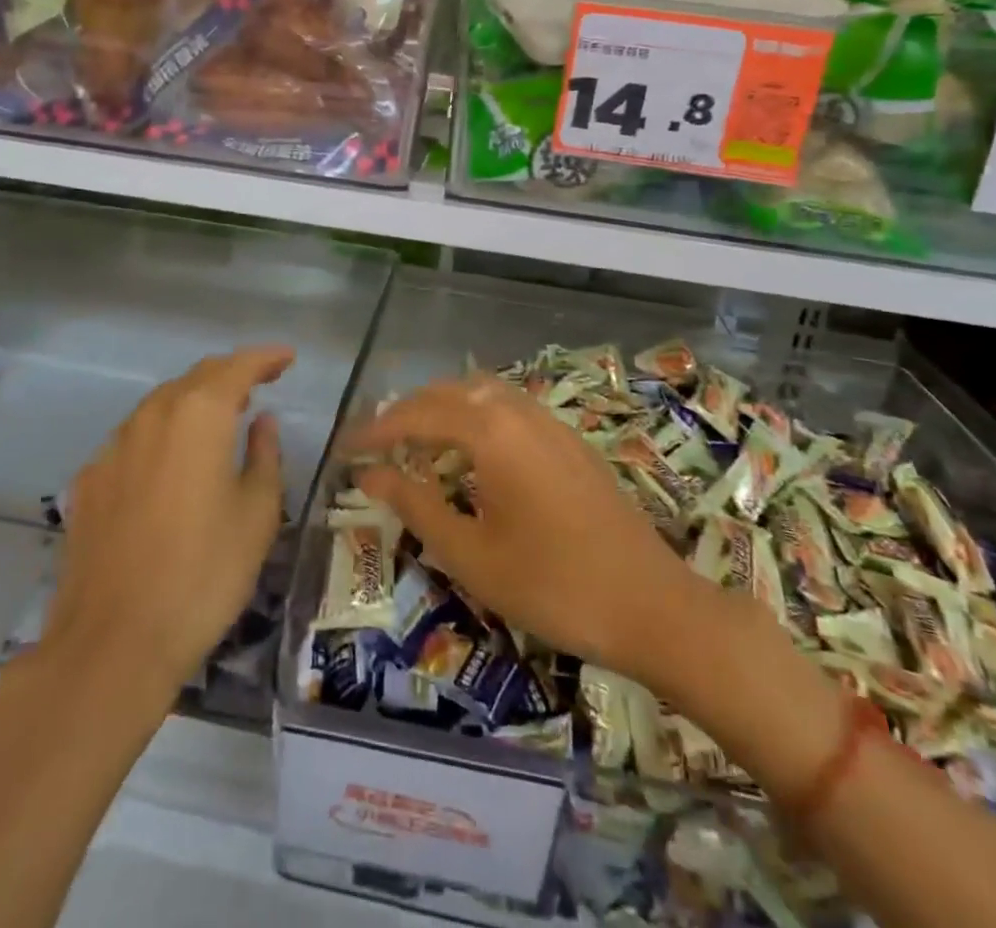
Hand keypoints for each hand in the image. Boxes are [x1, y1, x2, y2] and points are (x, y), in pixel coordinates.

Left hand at [35, 346, 294, 695]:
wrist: (113, 643)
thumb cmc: (204, 573)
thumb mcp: (257, 514)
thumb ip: (264, 456)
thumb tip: (261, 422)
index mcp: (199, 415)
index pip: (237, 367)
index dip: (266, 357)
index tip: (288, 358)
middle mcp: (152, 416)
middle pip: (196, 378)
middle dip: (230, 374)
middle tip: (260, 384)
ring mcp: (113, 448)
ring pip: (160, 404)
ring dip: (194, 401)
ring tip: (221, 418)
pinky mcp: (89, 482)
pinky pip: (134, 438)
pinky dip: (162, 434)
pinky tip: (172, 464)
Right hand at [353, 375, 694, 680]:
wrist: (650, 603)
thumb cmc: (551, 585)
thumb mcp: (470, 553)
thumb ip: (416, 504)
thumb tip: (369, 475)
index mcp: (492, 431)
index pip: (418, 415)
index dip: (377, 430)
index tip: (345, 448)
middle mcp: (520, 411)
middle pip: (450, 391)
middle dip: (408, 411)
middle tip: (376, 442)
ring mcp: (550, 422)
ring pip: (483, 392)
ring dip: (444, 407)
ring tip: (417, 440)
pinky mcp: (570, 439)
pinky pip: (510, 406)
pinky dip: (476, 414)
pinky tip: (472, 450)